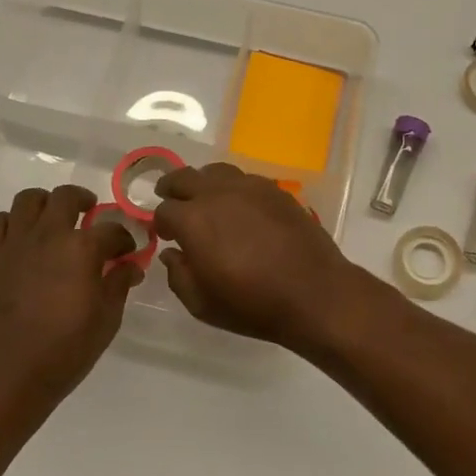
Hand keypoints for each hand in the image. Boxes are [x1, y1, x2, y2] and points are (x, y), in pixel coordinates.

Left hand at [0, 184, 139, 424]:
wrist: (12, 374)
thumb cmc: (67, 350)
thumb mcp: (107, 319)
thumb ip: (119, 283)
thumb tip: (130, 265)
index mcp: (82, 249)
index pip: (112, 230)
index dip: (124, 239)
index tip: (127, 252)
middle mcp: (48, 235)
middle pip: (67, 197)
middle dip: (84, 201)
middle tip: (91, 217)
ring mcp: (16, 243)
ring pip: (29, 199)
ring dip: (46, 203)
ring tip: (54, 219)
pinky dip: (11, 222)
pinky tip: (21, 237)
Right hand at [152, 163, 362, 345]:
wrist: (314, 293)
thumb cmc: (253, 305)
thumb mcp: (202, 304)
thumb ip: (178, 276)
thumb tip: (171, 254)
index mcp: (194, 220)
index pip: (164, 210)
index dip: (161, 223)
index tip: (165, 235)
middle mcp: (217, 194)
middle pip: (184, 177)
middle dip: (172, 189)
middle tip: (171, 200)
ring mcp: (249, 187)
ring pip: (215, 171)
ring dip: (203, 183)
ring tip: (205, 199)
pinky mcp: (275, 190)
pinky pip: (245, 178)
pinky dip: (233, 187)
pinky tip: (239, 206)